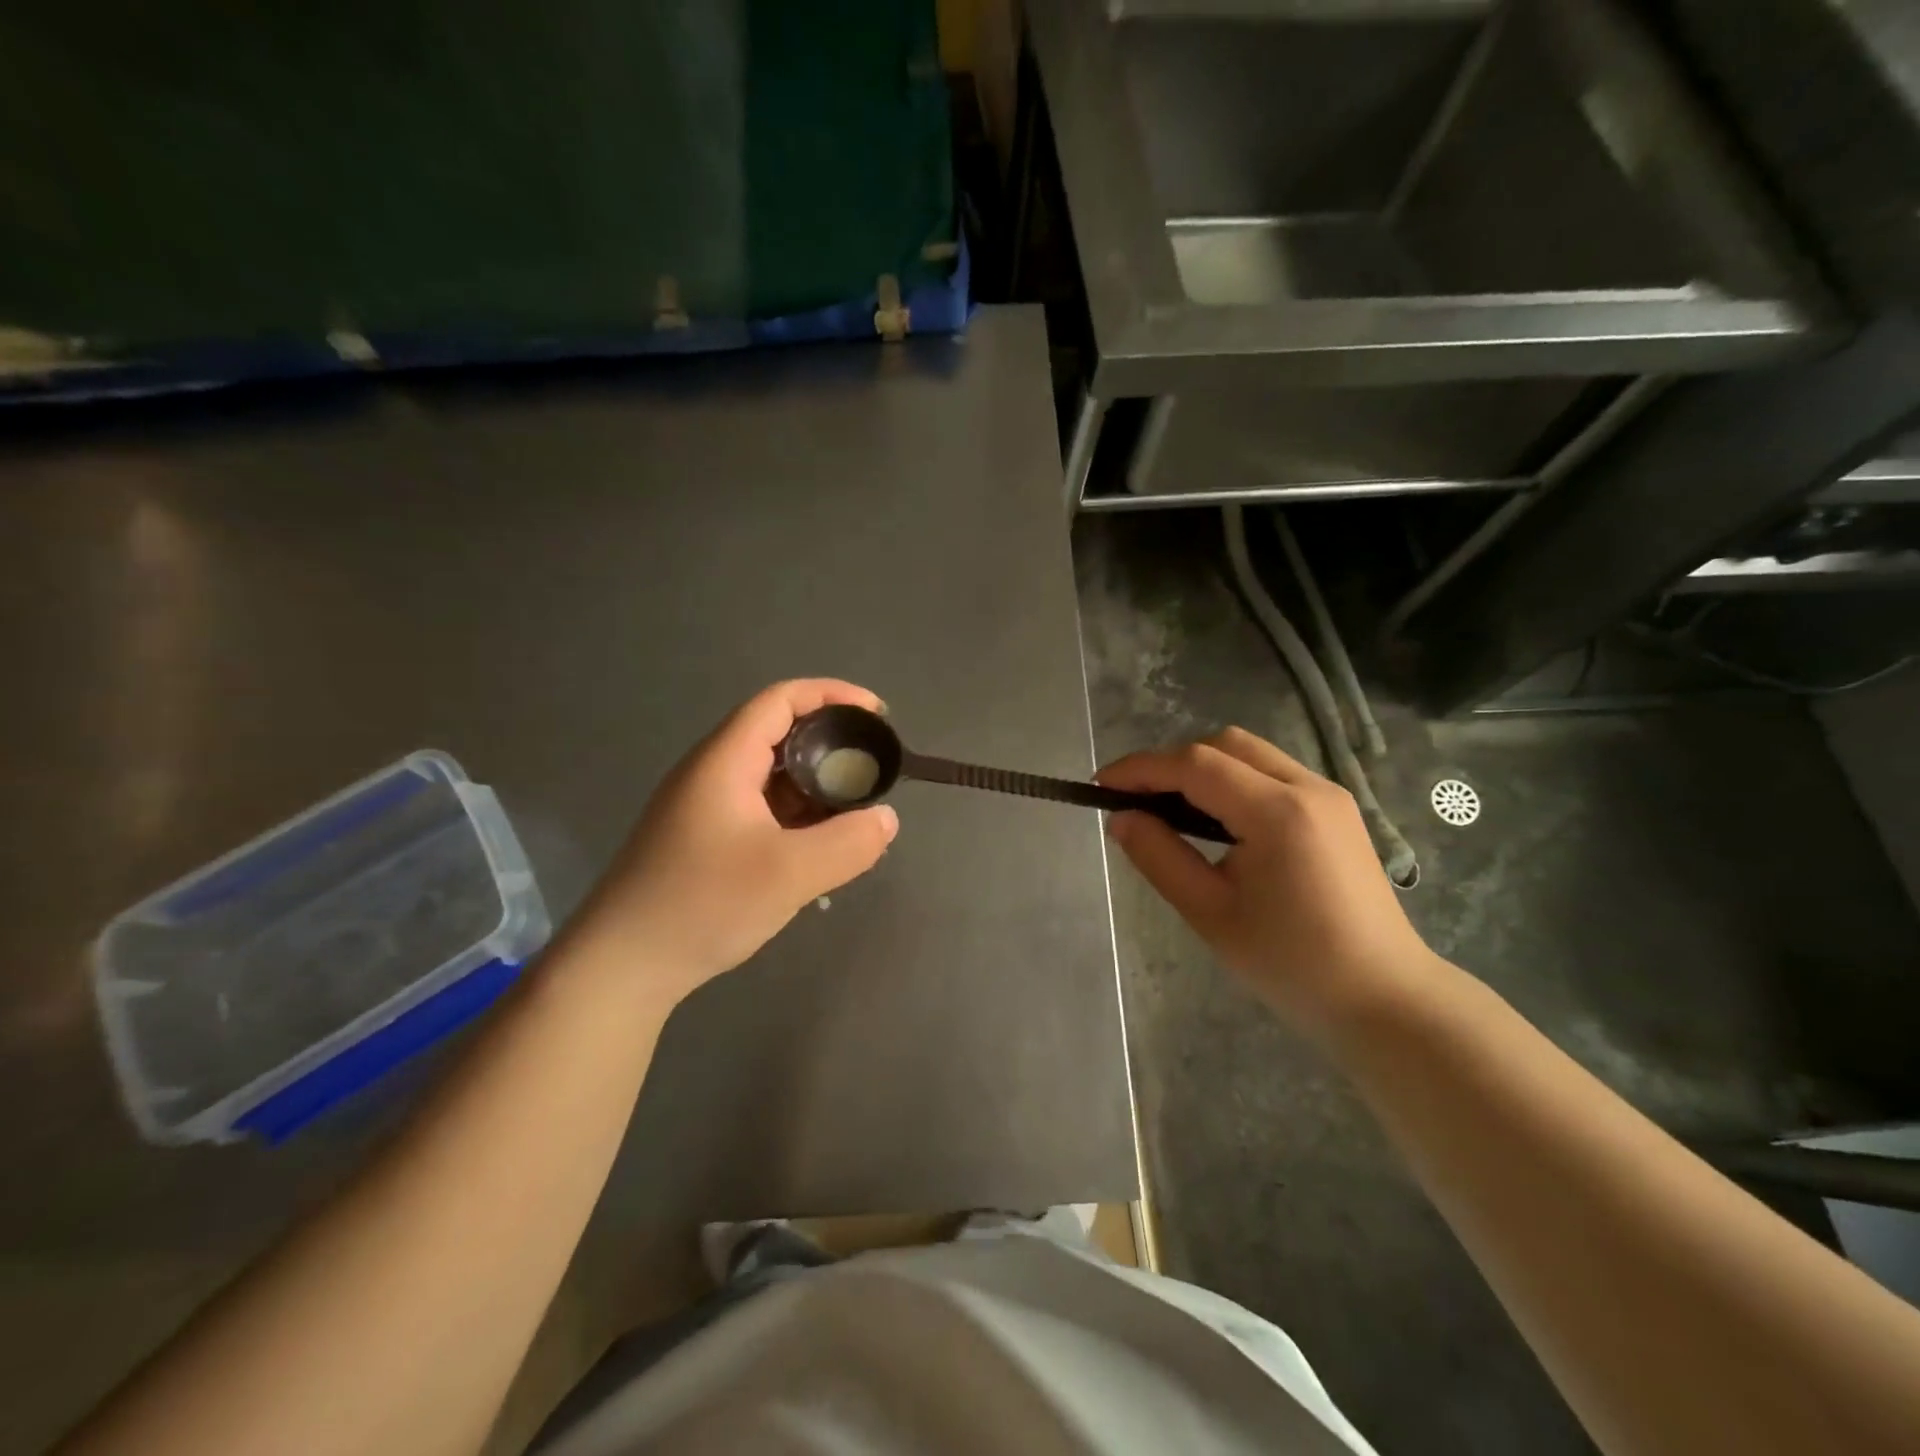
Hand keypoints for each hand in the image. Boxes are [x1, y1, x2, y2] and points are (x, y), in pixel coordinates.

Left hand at [570, 680, 899, 1003]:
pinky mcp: (705, 840)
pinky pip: (763, 810)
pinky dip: (799, 817)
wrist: (621, 966)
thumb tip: (886, 819)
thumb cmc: (702, 905)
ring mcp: (706, 807)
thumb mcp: (788, 874)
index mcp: (725, 760)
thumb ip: (848, 843)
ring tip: (856, 813)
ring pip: (774, 777)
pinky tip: (820, 848)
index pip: (782, 700)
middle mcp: (713, 772)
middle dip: (833, 746)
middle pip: (781, 735)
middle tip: (874, 772)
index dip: (833, 696)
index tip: (877, 716)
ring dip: (817, 787)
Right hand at [1099, 728, 1439, 1037]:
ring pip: (1249, 754)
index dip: (1141, 769)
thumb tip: (1121, 818)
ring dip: (1202, 769)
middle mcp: (1307, 787)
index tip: (1100, 786)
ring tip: (1168, 810)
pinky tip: (1215, 819)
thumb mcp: (1210, 914)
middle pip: (1224, 745)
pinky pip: (1271, 773)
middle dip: (1171, 763)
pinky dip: (1232, 781)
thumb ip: (1159, 857)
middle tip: (1135, 801)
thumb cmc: (1291, 964)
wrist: (1384, 998)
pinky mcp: (1336, 810)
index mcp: (1277, 812)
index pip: (1195, 765)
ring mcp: (1328, 795)